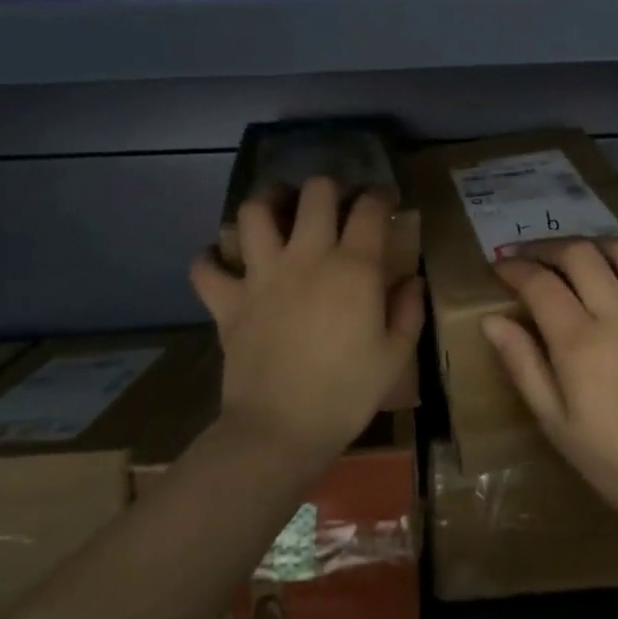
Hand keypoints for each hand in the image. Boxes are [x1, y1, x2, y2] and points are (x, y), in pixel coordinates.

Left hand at [191, 177, 423, 472]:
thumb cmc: (347, 394)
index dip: (381, 196)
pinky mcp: (227, 301)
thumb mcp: (395, 355)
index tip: (386, 202)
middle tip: (335, 204)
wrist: (281, 430)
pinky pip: (206, 266)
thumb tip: (411, 280)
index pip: (369, 208)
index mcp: (353, 268)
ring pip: (255, 212)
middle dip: (329, 188)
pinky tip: (224, 261)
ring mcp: (261, 276)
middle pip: (315, 193)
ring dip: (268, 203)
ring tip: (278, 212)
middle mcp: (306, 257)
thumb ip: (408, 310)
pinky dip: (211, 258)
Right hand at [482, 236, 617, 532]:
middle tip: (533, 256)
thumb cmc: (608, 458)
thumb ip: (522, 363)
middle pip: (580, 255)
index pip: (539, 283)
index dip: (514, 268)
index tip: (501, 266)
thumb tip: (490, 319)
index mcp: (579, 342)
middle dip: (548, 248)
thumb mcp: (552, 419)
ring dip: (600, 244)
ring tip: (584, 255)